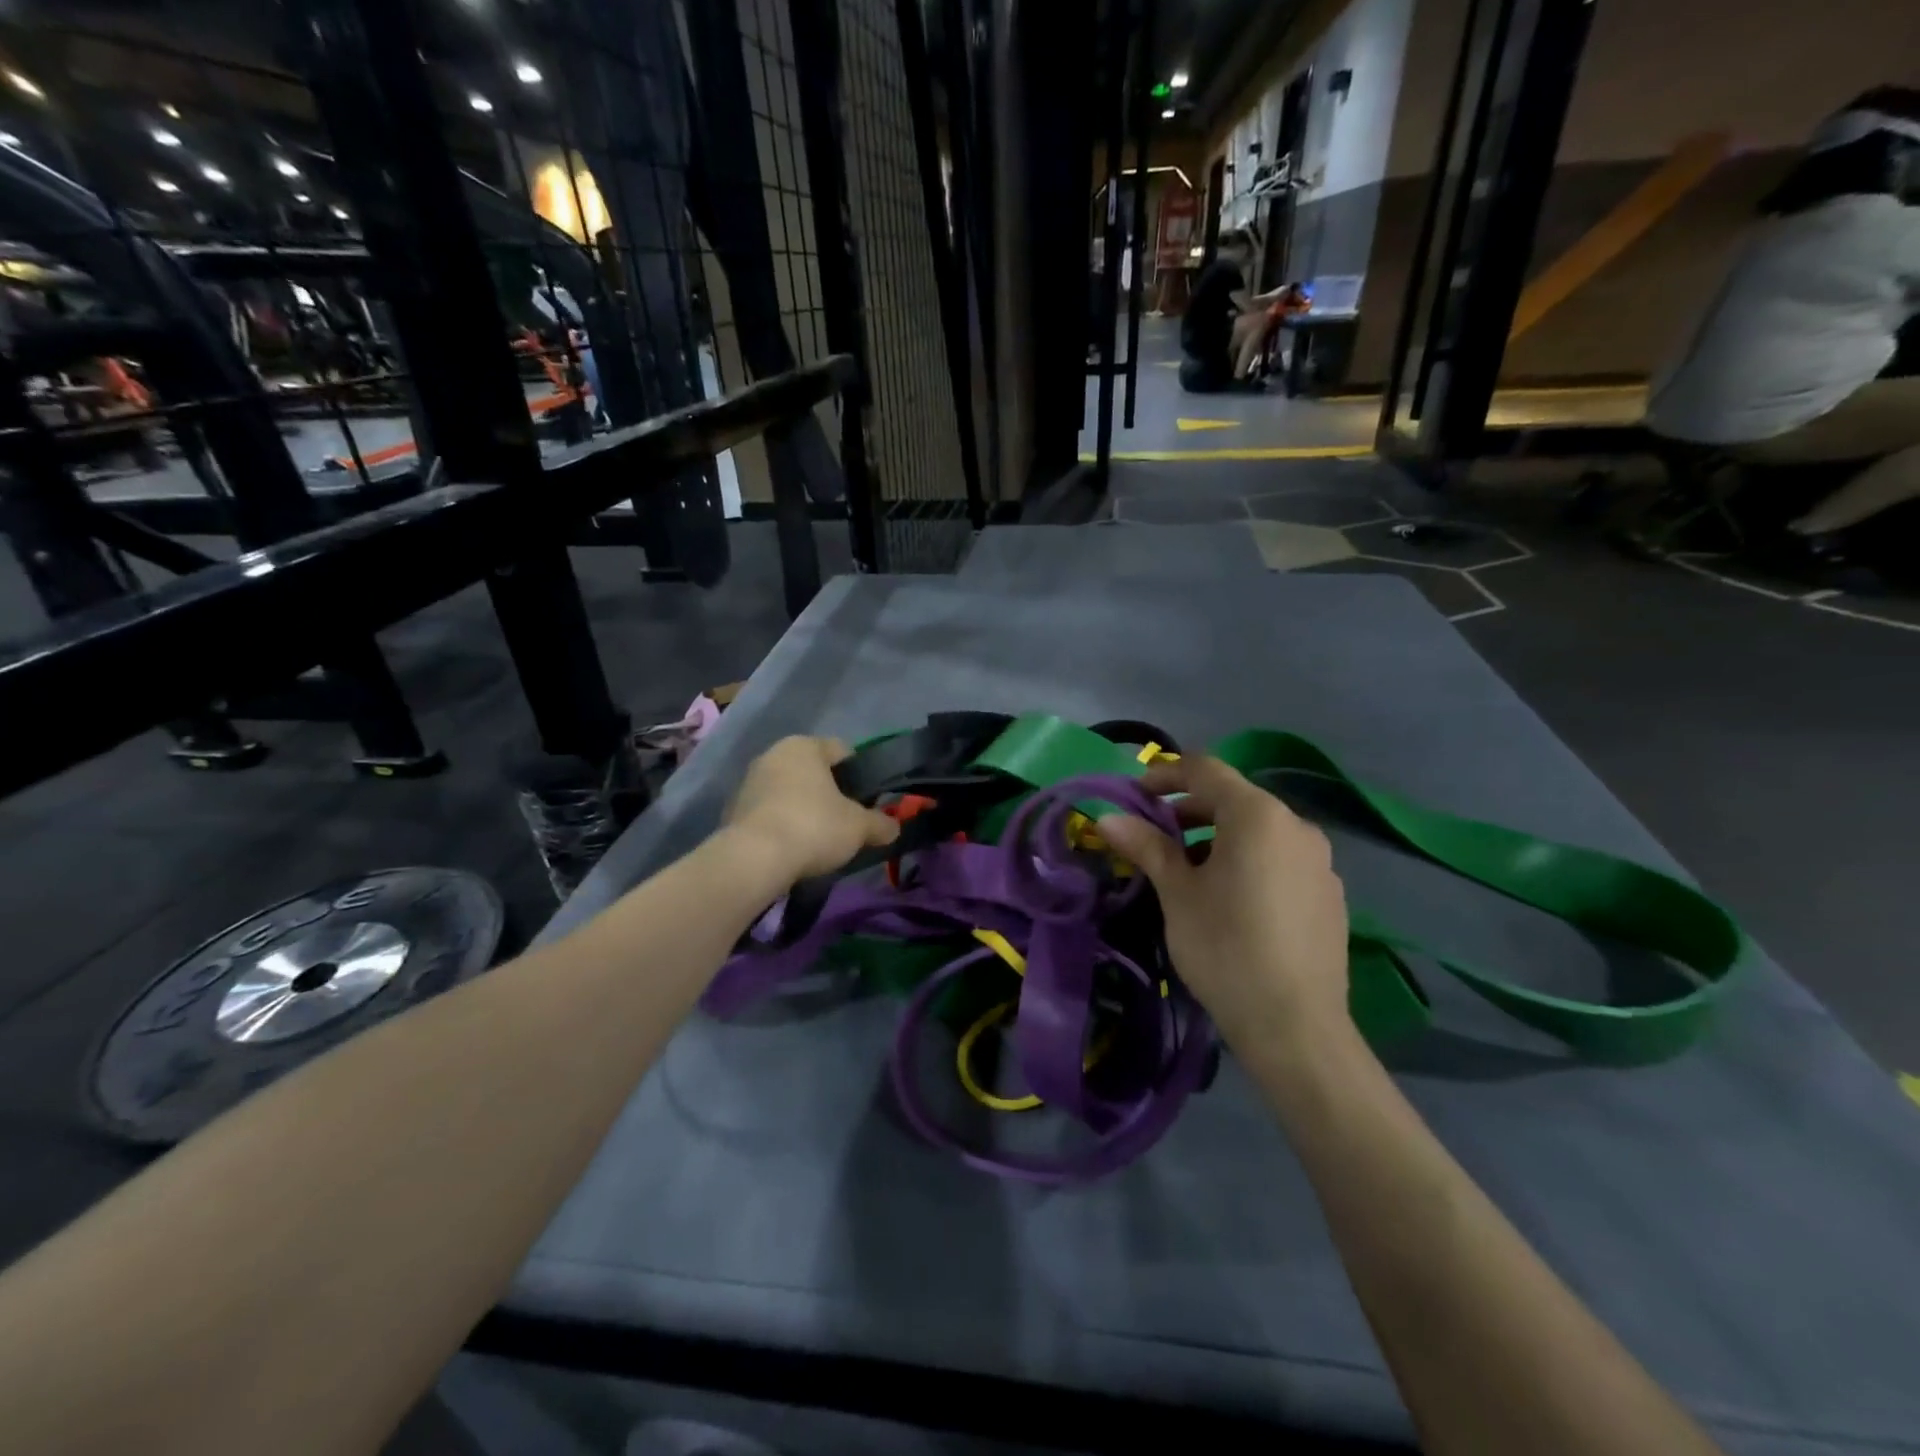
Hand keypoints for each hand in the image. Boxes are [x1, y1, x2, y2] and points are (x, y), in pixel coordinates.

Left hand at [723, 736, 899, 880]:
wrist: (754, 859)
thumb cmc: (814, 827)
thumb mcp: (859, 827)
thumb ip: (881, 823)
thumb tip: (894, 827)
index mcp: (805, 745)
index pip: (842, 750)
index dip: (860, 774)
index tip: (869, 800)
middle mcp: (773, 754)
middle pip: (813, 771)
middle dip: (830, 792)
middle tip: (846, 821)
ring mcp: (749, 781)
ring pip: (789, 790)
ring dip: (803, 808)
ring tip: (819, 839)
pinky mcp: (733, 810)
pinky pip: (769, 811)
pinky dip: (782, 823)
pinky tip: (792, 847)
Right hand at [1098, 757, 1351, 1054]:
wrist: (1295, 1026)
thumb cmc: (1225, 947)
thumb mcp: (1177, 893)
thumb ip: (1146, 846)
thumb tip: (1109, 817)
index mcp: (1258, 815)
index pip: (1205, 770)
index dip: (1166, 774)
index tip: (1136, 795)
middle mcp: (1296, 826)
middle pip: (1234, 799)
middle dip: (1189, 811)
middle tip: (1155, 838)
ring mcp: (1320, 861)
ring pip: (1259, 831)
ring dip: (1218, 838)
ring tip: (1188, 873)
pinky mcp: (1329, 894)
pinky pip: (1281, 859)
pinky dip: (1249, 861)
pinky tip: (1231, 901)